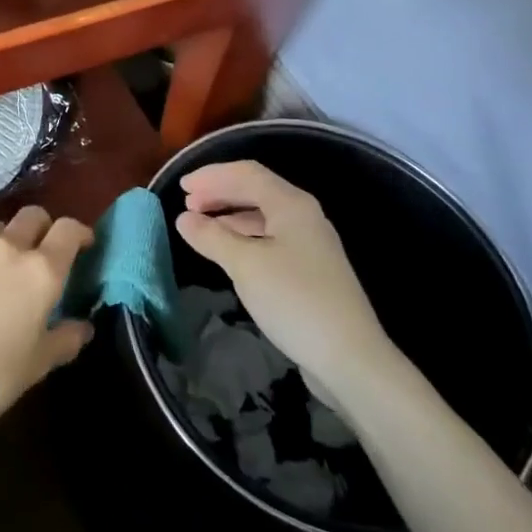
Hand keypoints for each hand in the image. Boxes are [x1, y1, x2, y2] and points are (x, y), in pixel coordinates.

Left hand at [0, 205, 94, 432]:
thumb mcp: (36, 367)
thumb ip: (64, 341)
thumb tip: (83, 327)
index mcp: (39, 271)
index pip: (68, 230)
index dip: (80, 232)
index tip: (85, 245)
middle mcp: (4, 250)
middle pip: (31, 216)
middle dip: (42, 227)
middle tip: (43, 251)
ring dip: (3, 241)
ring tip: (0, 269)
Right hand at [174, 161, 394, 391]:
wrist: (349, 357)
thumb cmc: (295, 300)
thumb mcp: (245, 265)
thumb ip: (212, 237)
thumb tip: (184, 218)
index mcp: (291, 205)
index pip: (246, 173)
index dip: (212, 175)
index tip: (181, 186)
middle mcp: (304, 216)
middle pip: (256, 190)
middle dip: (220, 192)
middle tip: (187, 203)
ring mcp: (309, 243)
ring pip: (263, 215)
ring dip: (230, 214)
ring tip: (201, 224)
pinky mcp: (310, 269)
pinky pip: (269, 238)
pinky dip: (243, 236)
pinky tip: (228, 250)